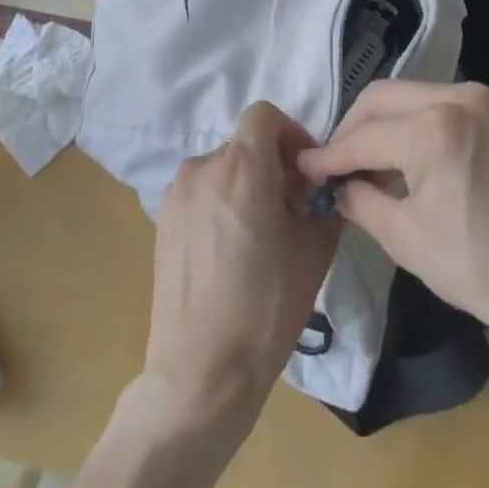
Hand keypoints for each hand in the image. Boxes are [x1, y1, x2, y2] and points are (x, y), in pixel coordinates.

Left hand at [144, 102, 341, 433]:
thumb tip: (326, 188)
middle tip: (293, 210)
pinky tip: (232, 252)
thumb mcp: (314, 252)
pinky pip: (202, 194)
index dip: (292, 134)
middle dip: (274, 166)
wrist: (201, 373)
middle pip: (246, 144)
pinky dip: (222, 204)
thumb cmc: (265, 307)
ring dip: (248, 186)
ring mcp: (177, 194)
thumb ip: (324, 203)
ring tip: (262, 235)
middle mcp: (204, 167)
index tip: (306, 173)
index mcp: (242, 166)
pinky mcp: (162, 221)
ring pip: (223, 169)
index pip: (265, 114)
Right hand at [296, 80, 488, 342]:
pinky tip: (399, 154)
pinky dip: (409, 122)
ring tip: (362, 162)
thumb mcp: (405, 239)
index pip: (364, 136)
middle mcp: (456, 97)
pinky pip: (433, 102)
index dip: (330, 155)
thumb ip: (360, 200)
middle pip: (382, 98)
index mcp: (434, 130)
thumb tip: (335, 185)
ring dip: (379, 123)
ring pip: (407, 95)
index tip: (303, 169)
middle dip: (351, 130)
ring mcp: (478, 98)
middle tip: (332, 165)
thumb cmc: (478, 267)